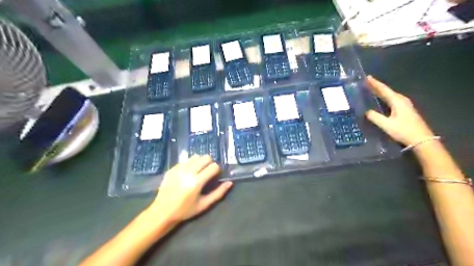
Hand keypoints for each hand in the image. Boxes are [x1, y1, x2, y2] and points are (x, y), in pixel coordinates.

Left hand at [145, 155, 232, 223]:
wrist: (162, 212)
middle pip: (205, 157)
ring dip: (200, 162)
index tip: (215, 176)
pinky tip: (188, 173)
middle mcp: (188, 172)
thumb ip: (218, 193)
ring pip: (196, 156)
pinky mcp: (172, 168)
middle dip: (210, 163)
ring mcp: (179, 169)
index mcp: (197, 182)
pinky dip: (190, 164)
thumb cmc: (185, 210)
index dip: (217, 170)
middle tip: (208, 173)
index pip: (213, 166)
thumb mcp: (204, 205)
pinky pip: (185, 160)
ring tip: (198, 171)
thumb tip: (230, 183)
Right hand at [363, 76, 433, 145]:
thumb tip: (366, 111)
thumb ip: (375, 117)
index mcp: (397, 101)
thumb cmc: (404, 131)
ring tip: (372, 90)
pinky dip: (385, 98)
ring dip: (381, 92)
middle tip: (366, 83)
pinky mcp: (405, 111)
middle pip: (387, 91)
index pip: (384, 90)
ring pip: (390, 95)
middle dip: (377, 87)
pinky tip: (381, 100)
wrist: (422, 140)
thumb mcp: (386, 125)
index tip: (367, 77)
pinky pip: (392, 100)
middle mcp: (402, 101)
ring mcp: (405, 105)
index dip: (375, 84)